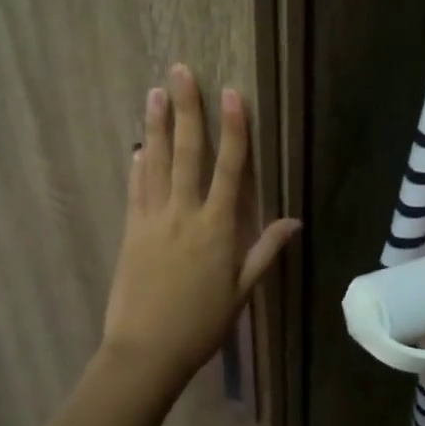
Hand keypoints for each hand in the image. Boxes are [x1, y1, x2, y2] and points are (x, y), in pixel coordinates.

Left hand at [99, 64, 299, 393]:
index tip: (232, 93)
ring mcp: (152, 220)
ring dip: (157, 126)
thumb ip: (265, 251)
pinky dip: (138, 166)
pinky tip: (138, 147)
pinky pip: (135, 191)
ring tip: (154, 92)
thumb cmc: (201, 324)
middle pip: (187, 152)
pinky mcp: (130, 231)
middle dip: (187, 109)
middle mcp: (184, 214)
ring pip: (156, 163)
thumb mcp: (241, 291)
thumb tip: (294, 220)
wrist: (144, 352)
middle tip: (181, 72)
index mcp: (217, 227)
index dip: (233, 128)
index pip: (229, 167)